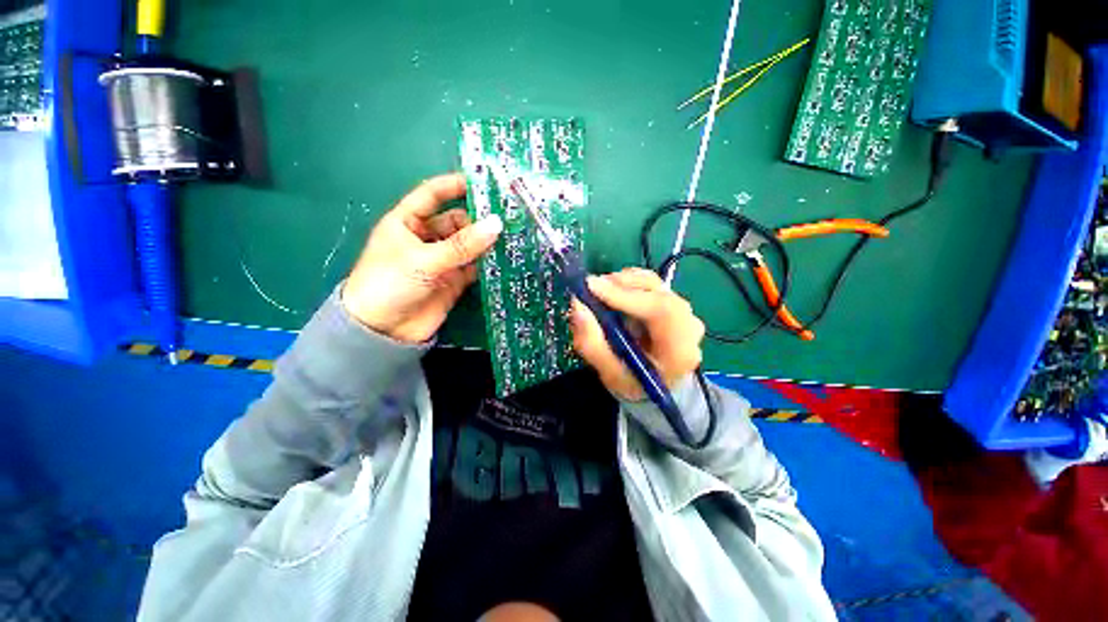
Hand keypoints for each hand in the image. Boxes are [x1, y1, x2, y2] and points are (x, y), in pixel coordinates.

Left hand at [342, 173, 502, 342]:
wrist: (383, 330)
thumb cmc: (390, 284)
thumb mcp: (424, 259)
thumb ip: (462, 245)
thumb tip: (497, 224)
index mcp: (407, 223)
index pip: (432, 195)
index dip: (453, 185)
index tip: (481, 181)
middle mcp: (426, 238)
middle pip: (457, 222)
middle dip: (478, 219)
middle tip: (507, 217)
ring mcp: (442, 260)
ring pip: (468, 245)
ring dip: (486, 242)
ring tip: (513, 235)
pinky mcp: (454, 281)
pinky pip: (474, 267)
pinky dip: (488, 264)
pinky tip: (505, 259)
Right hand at [569, 268, 705, 400]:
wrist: (654, 385)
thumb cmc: (633, 382)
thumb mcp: (608, 372)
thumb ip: (591, 343)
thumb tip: (577, 306)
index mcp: (680, 350)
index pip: (660, 310)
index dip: (625, 295)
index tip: (592, 287)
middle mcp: (689, 326)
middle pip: (658, 293)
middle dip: (621, 286)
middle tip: (591, 287)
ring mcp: (684, 312)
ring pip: (653, 284)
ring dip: (622, 282)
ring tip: (599, 291)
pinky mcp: (673, 303)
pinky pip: (651, 284)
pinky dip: (628, 283)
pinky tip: (613, 293)